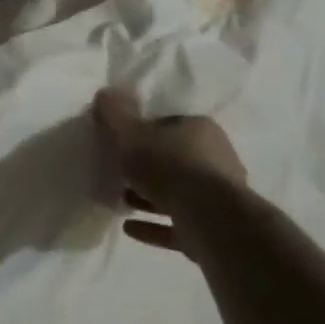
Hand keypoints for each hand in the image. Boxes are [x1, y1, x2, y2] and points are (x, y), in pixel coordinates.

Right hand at [94, 88, 248, 256]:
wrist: (211, 222)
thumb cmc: (169, 166)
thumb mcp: (130, 132)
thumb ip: (115, 113)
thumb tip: (105, 93)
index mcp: (200, 130)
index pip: (168, 124)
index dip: (141, 131)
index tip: (120, 142)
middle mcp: (216, 159)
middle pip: (173, 159)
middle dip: (144, 167)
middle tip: (117, 172)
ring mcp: (218, 198)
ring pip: (176, 193)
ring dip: (147, 198)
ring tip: (120, 200)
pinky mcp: (215, 230)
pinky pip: (178, 224)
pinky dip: (154, 225)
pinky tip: (129, 228)